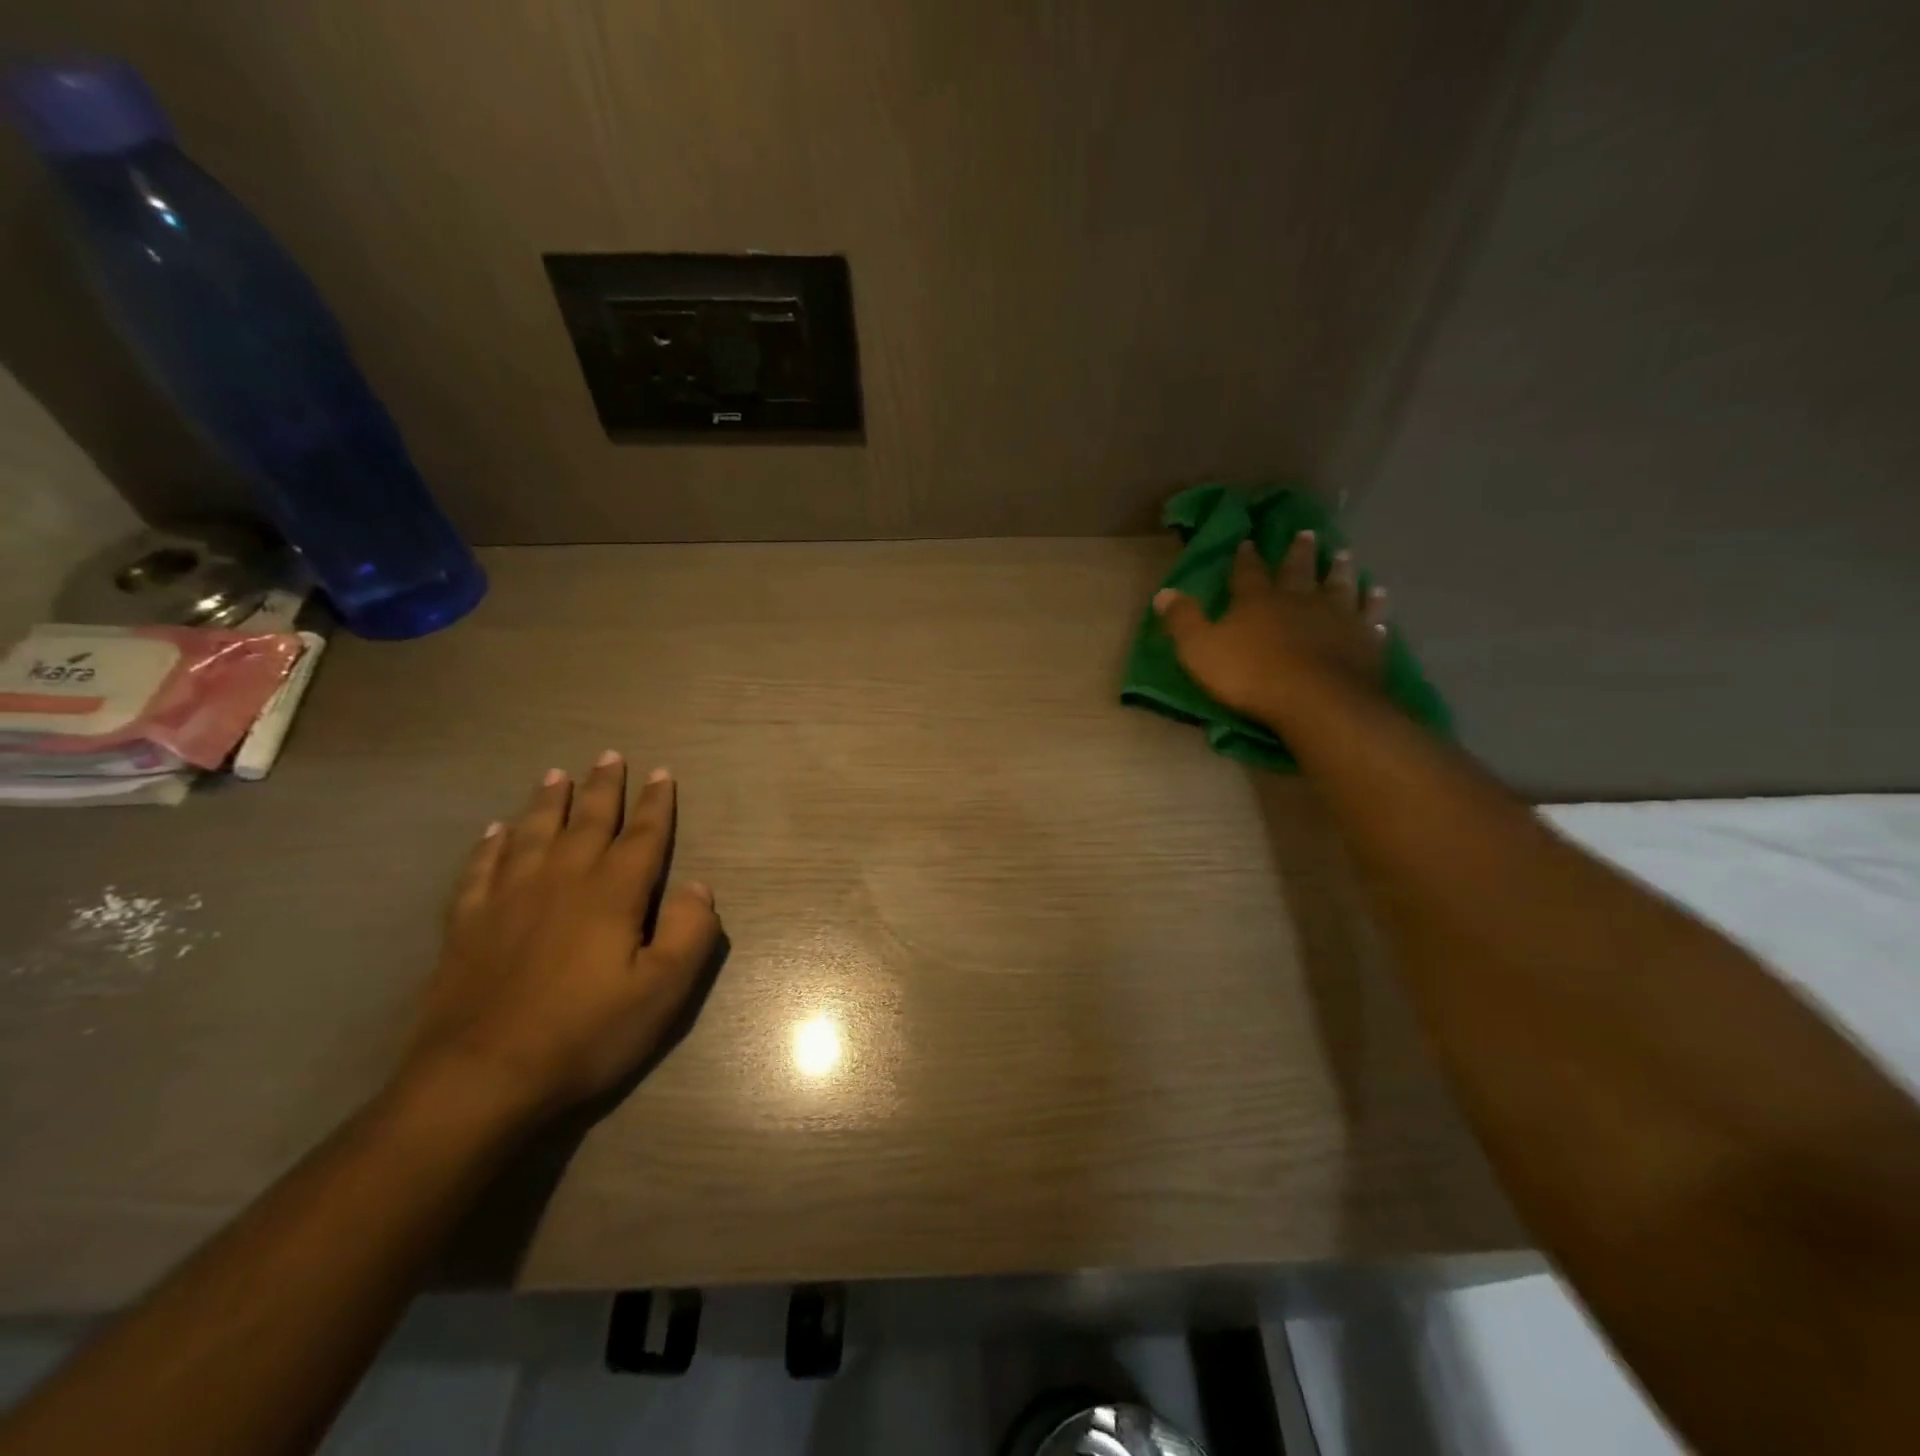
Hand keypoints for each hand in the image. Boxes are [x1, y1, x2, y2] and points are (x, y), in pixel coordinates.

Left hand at [399, 754, 722, 1120]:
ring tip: (555, 774)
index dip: (655, 804)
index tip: (661, 773)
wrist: (479, 1078)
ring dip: (548, 802)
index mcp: (612, 894)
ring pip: (533, 833)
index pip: (642, 836)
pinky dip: (491, 844)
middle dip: (603, 788)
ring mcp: (508, 899)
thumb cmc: (584, 1034)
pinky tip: (495, 831)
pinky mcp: (467, 924)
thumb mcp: (662, 991)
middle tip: (608, 755)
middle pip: (587, 822)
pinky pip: (481, 868)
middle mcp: (561, 881)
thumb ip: (690, 932)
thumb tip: (699, 886)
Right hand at [1153, 531, 1389, 724]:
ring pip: (1340, 586)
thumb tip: (1163, 592)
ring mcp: (1337, 618)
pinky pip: (1370, 618)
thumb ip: (1183, 621)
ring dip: (1342, 570)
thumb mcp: (1200, 650)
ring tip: (1346, 555)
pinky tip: (1377, 598)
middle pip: (1300, 570)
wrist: (1316, 700)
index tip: (1249, 541)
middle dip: (1300, 552)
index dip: (1246, 558)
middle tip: (1307, 533)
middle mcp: (1300, 600)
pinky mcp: (1364, 641)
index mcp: (1258, 601)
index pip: (1248, 573)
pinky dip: (1374, 607)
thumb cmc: (1250, 676)